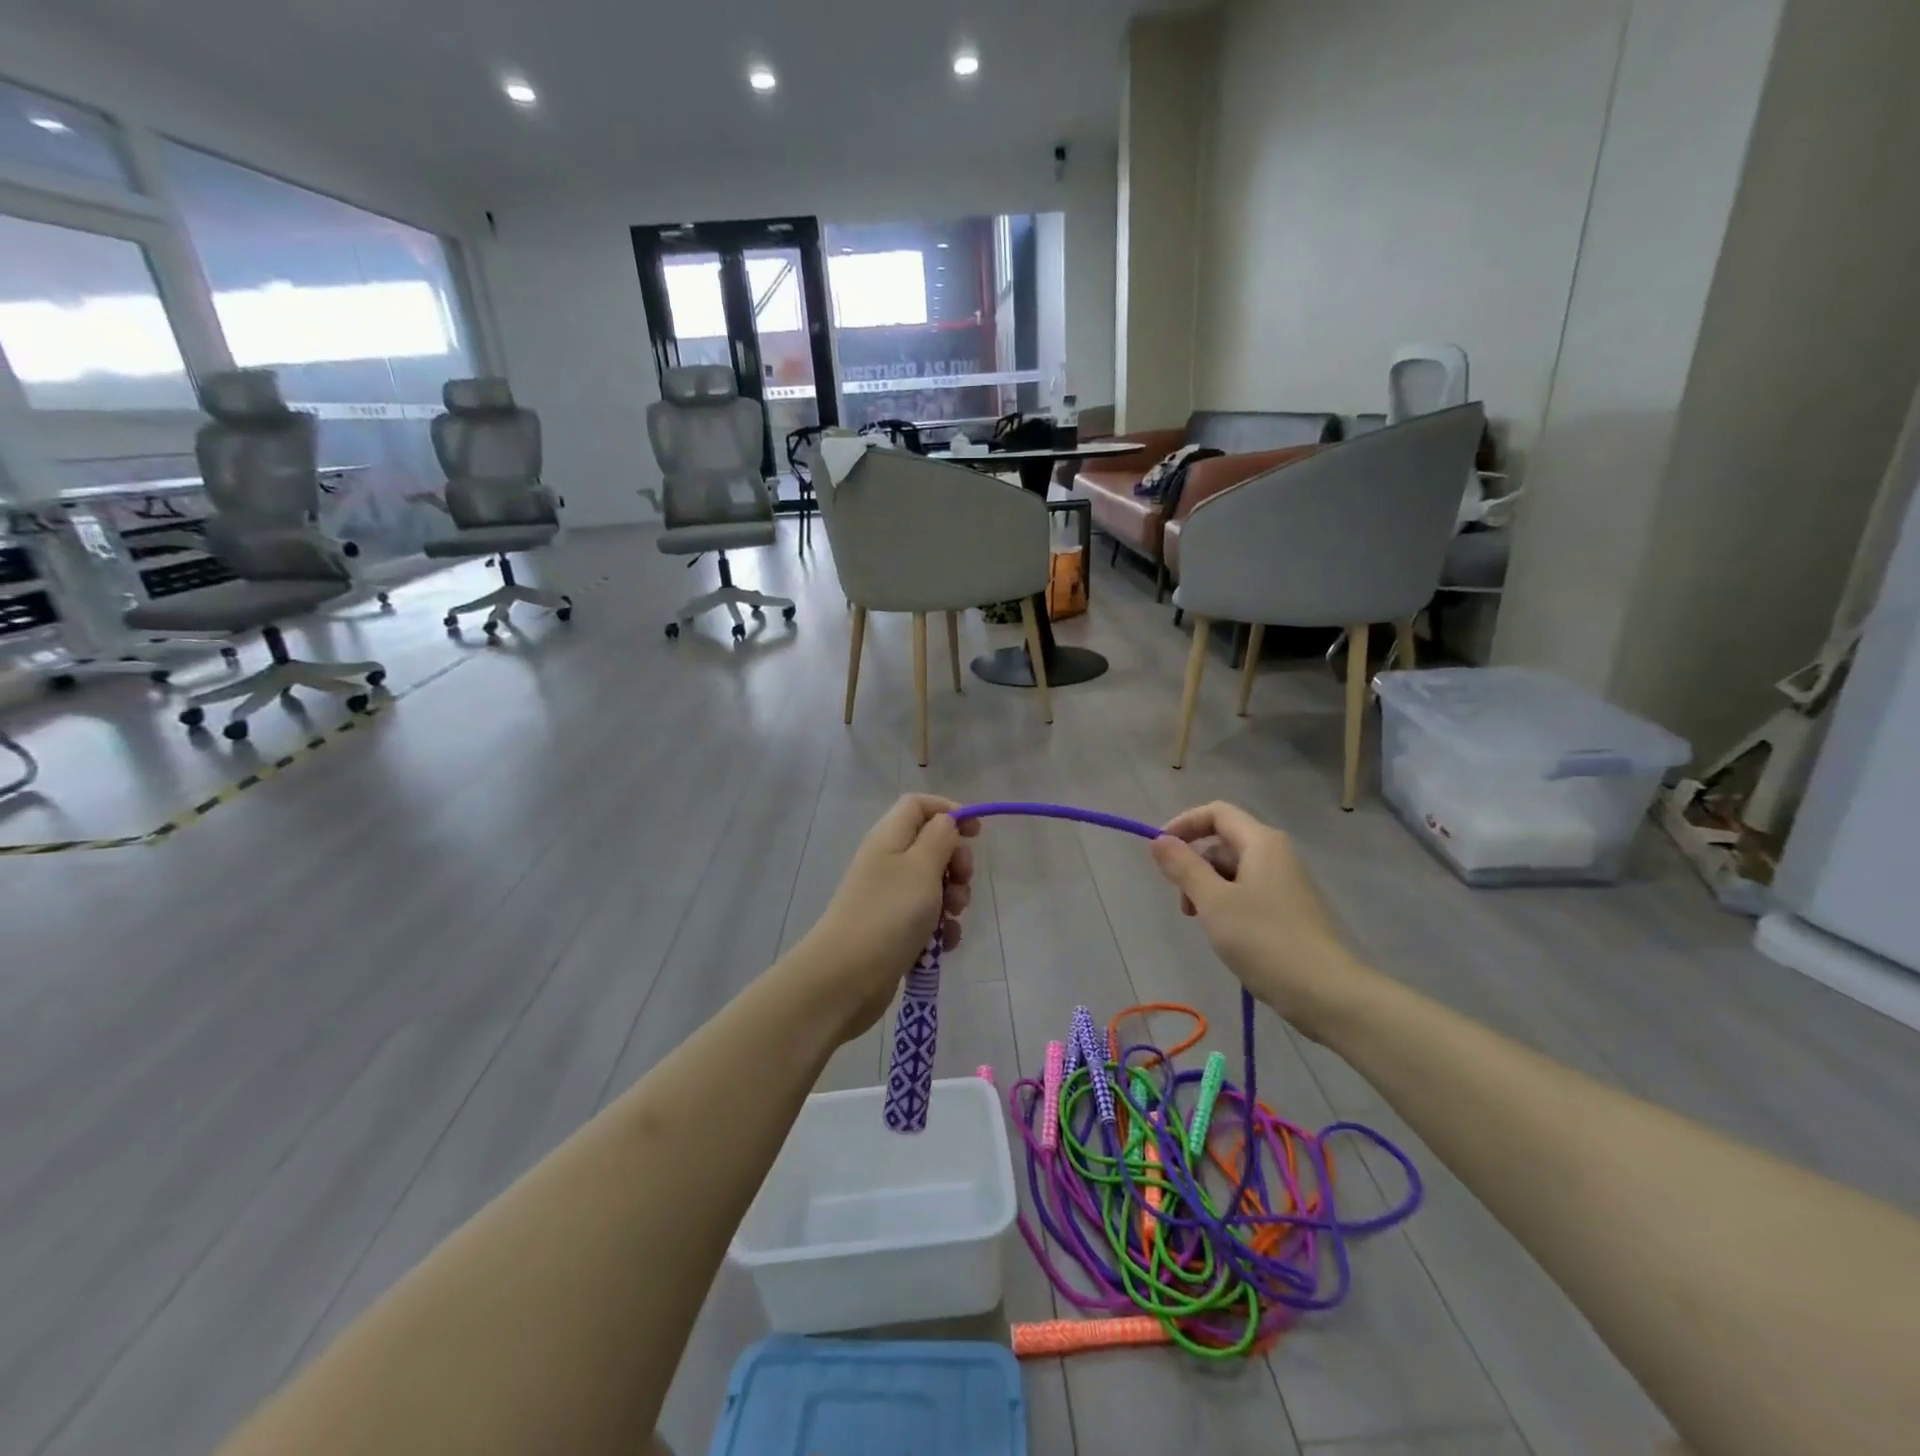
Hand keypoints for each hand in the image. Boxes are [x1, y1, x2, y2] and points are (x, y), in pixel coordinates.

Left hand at [793, 795, 979, 1042]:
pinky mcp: (892, 929)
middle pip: (930, 845)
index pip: (918, 805)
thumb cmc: (889, 914)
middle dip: (955, 862)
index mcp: (889, 838)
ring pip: (933, 884)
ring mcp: (888, 897)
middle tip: (963, 882)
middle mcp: (887, 862)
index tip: (976, 833)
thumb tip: (947, 821)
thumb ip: (940, 838)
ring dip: (952, 898)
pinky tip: (945, 944)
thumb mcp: (922, 867)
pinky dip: (940, 927)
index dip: (949, 811)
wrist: (846, 978)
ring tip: (952, 918)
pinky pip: (926, 918)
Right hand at [1149, 801, 1375, 1040]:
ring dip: (1208, 889)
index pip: (1216, 813)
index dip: (1184, 824)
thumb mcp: (1213, 902)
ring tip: (1204, 924)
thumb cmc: (1265, 941)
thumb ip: (1184, 868)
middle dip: (1194, 865)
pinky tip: (1225, 935)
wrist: (1327, 993)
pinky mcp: (1289, 909)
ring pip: (1233, 870)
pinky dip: (1227, 904)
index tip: (1160, 852)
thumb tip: (1159, 840)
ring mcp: (1285, 882)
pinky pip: (1248, 892)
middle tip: (1184, 904)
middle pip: (1223, 842)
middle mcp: (1276, 854)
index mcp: (1261, 842)